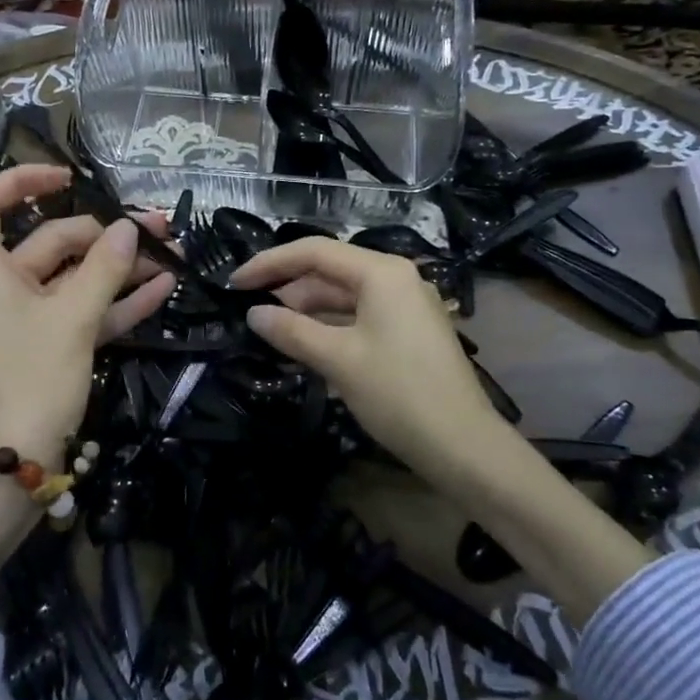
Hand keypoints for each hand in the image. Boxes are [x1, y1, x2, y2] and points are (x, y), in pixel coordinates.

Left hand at [0, 165, 174, 467]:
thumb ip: (103, 270)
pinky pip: (87, 311)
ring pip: (77, 277)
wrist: (15, 466)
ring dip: (122, 267)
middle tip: (159, 228)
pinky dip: (119, 300)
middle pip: (52, 240)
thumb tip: (128, 228)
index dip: (20, 181)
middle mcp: (5, 286)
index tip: (68, 178)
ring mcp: (30, 318)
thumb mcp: (71, 319)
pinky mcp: (52, 345)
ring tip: (174, 253)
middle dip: (106, 234)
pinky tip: (162, 288)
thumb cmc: (30, 380)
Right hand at [228, 238, 497, 477]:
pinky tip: (304, 344)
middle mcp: (396, 278)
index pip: (314, 252)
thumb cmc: (399, 394)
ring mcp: (405, 305)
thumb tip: (254, 314)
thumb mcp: (338, 360)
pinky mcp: (408, 332)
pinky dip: (329, 326)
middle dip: (288, 288)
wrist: (464, 448)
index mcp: (382, 272)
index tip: (235, 284)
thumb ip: (292, 331)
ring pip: (343, 296)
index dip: (270, 264)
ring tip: (270, 329)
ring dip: (306, 310)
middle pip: (330, 271)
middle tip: (249, 309)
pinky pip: (358, 316)